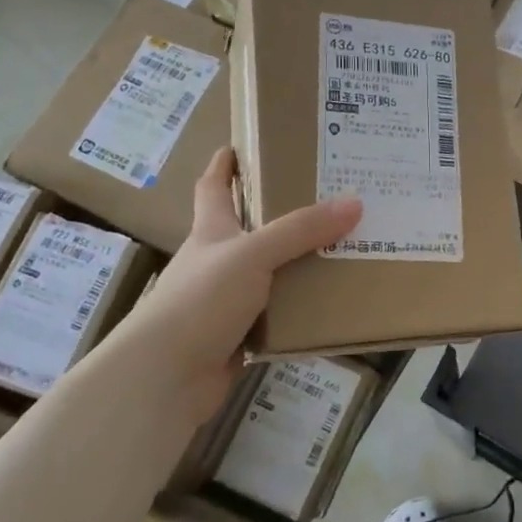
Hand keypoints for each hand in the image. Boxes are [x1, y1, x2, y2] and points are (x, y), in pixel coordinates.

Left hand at [105, 148, 360, 421]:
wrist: (167, 376)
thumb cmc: (201, 300)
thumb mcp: (253, 254)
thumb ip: (302, 230)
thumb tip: (355, 202)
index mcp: (211, 232)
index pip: (213, 188)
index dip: (224, 165)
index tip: (239, 145)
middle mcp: (216, 262)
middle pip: (247, 229)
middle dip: (277, 213)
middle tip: (323, 197)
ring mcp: (225, 301)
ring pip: (267, 273)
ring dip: (295, 262)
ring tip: (340, 247)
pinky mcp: (237, 336)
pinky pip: (276, 314)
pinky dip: (298, 307)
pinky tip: (328, 302)